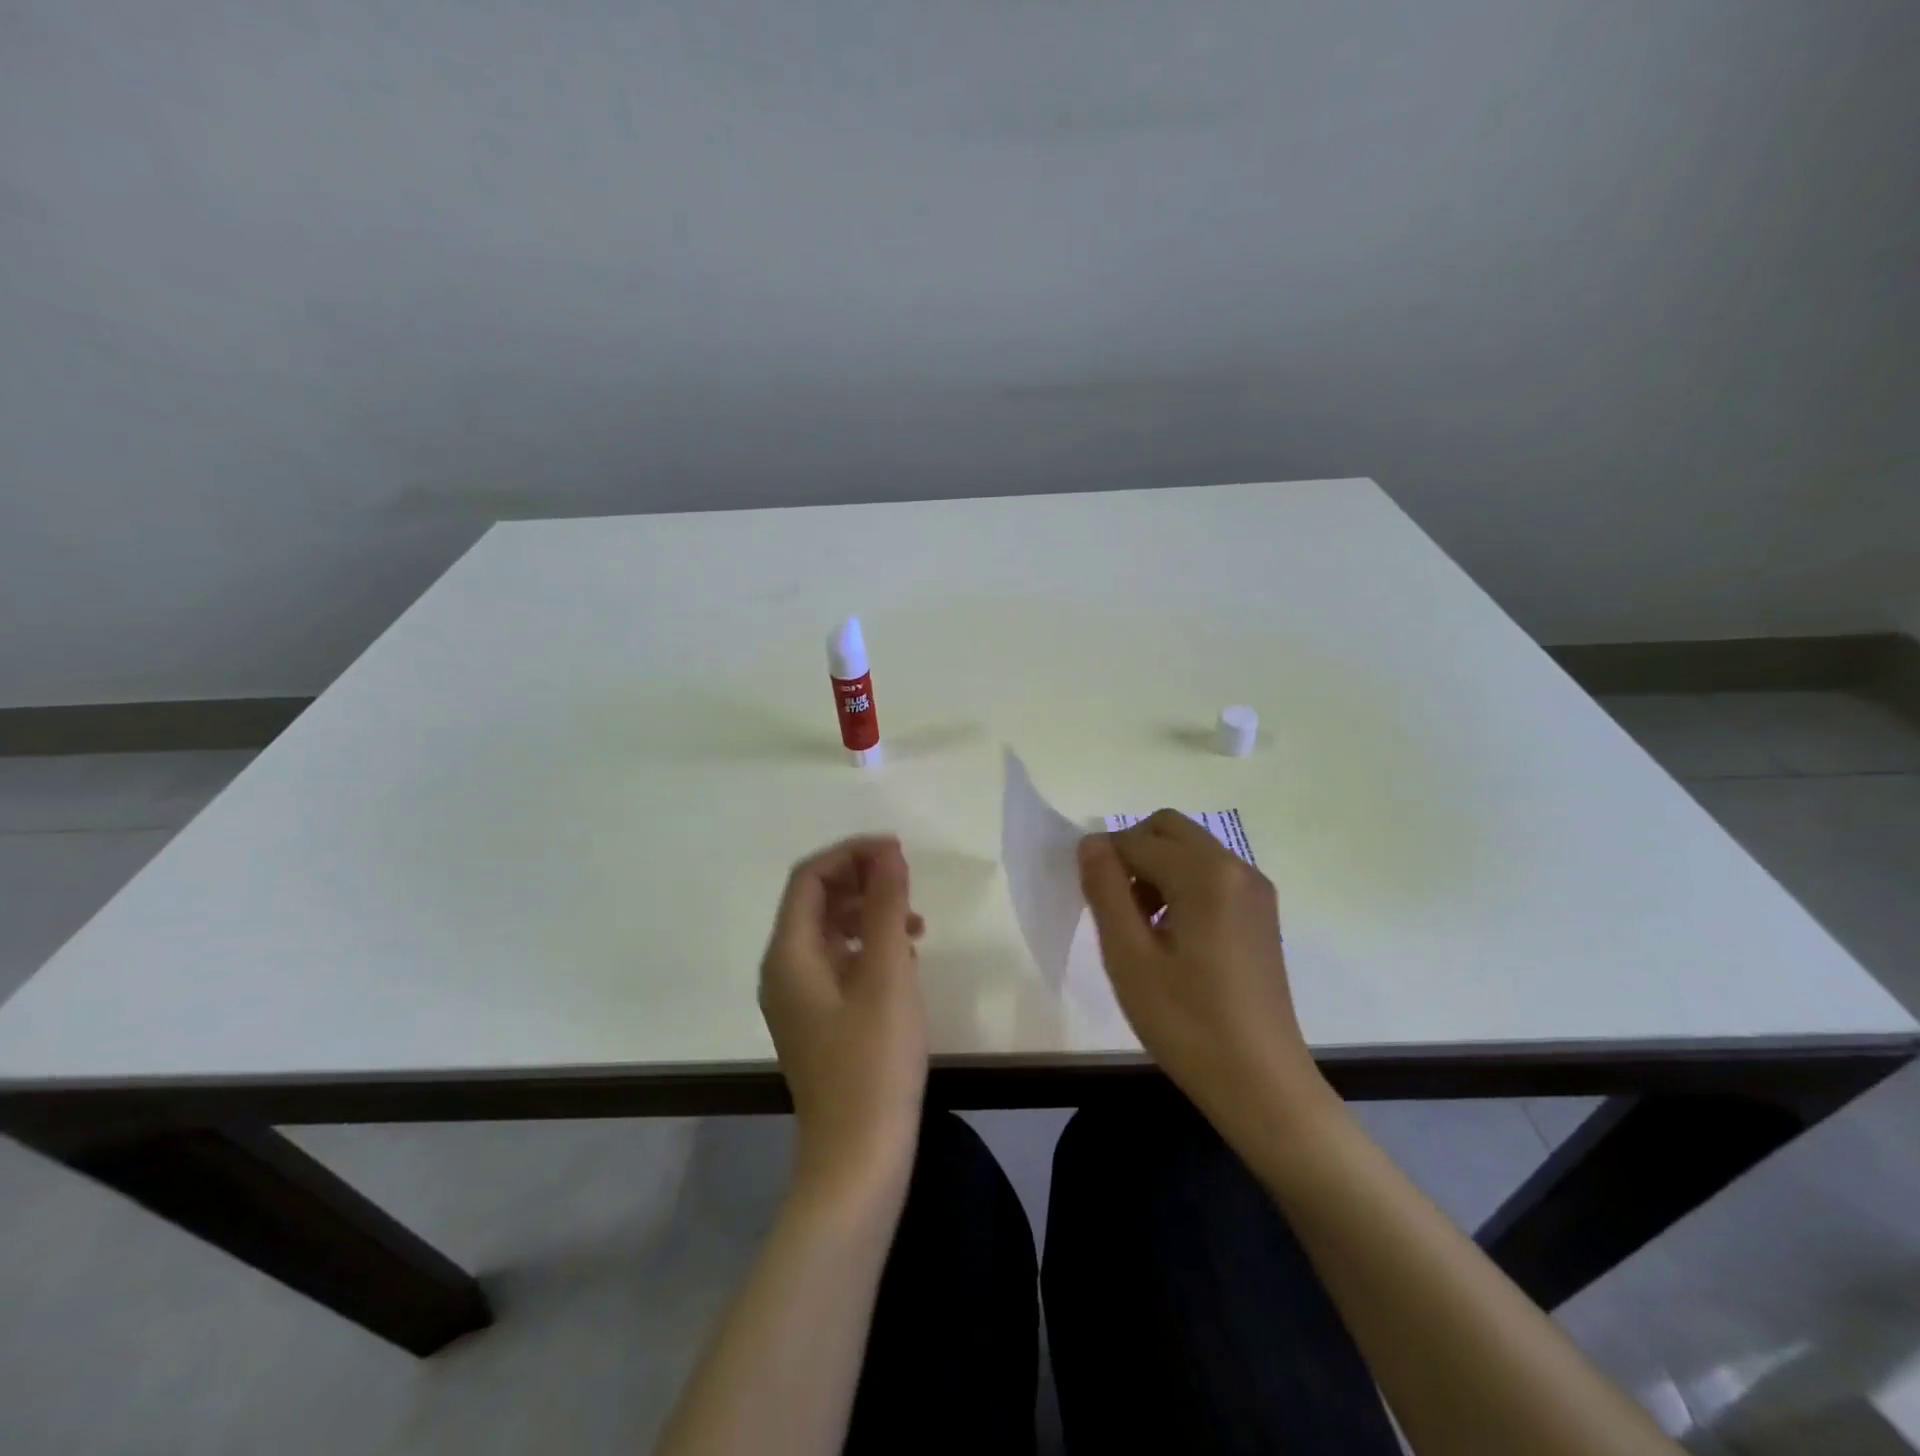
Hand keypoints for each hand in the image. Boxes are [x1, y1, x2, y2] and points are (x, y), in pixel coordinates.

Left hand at [760, 836, 928, 1206]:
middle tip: (908, 881)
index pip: (809, 877)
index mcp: (788, 954)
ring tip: (915, 920)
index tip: (898, 851)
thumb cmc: (874, 1061)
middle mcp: (783, 969)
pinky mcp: (819, 1020)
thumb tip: (887, 851)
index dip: (852, 854)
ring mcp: (799, 998)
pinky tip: (905, 957)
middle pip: (816, 901)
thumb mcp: (888, 974)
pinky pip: (839, 961)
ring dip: (869, 912)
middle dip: (861, 880)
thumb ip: (886, 906)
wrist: (859, 1158)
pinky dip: (869, 946)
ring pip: (830, 931)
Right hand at [1078, 811, 1330, 1137]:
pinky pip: (1211, 876)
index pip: (1136, 840)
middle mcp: (1236, 867)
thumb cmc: (1186, 1022)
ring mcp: (1255, 890)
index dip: (1104, 863)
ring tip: (1141, 930)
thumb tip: (1091, 842)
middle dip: (1133, 855)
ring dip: (1156, 871)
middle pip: (1168, 830)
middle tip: (1116, 909)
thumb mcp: (1128, 955)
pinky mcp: (1262, 914)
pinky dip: (1182, 887)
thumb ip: (1105, 888)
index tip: (1092, 905)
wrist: (1261, 1084)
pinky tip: (1173, 939)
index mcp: (1205, 872)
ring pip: (1190, 851)